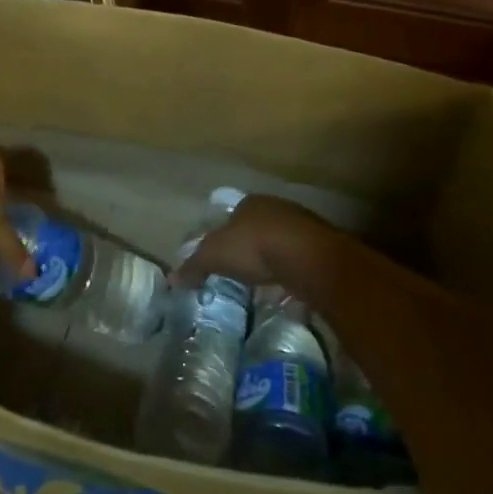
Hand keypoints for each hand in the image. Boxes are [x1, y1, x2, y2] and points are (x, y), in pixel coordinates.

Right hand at [174, 194, 319, 291]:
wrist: (307, 257)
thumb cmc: (254, 247)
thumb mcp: (213, 257)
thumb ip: (194, 267)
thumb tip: (172, 278)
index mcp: (249, 203)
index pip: (232, 215)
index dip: (224, 235)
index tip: (219, 256)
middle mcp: (276, 208)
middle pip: (257, 229)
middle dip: (249, 249)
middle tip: (239, 273)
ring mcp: (301, 227)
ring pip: (279, 244)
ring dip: (271, 262)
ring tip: (261, 286)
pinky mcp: (320, 248)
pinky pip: (297, 261)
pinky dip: (289, 274)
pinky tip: (284, 290)